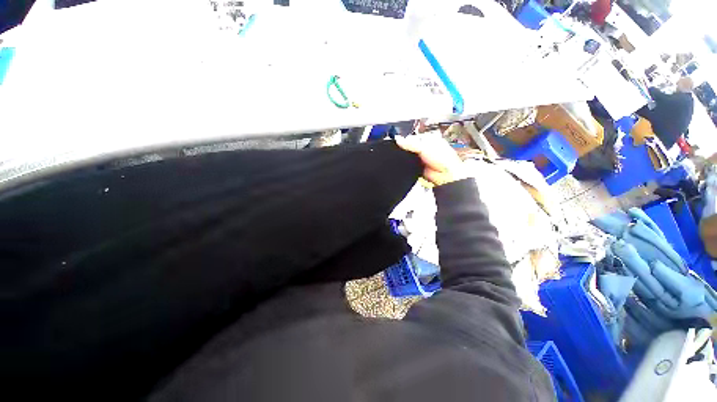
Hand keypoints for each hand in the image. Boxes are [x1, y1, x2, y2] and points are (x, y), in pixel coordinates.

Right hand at [395, 133, 467, 185]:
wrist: (445, 175)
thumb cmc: (443, 158)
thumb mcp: (424, 147)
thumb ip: (410, 144)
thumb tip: (398, 139)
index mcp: (429, 139)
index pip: (414, 136)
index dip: (406, 139)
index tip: (400, 142)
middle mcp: (426, 147)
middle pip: (411, 146)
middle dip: (406, 148)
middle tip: (402, 150)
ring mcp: (422, 157)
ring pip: (410, 155)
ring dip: (407, 157)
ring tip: (406, 157)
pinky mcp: (419, 166)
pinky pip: (410, 163)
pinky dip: (408, 164)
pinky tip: (407, 163)